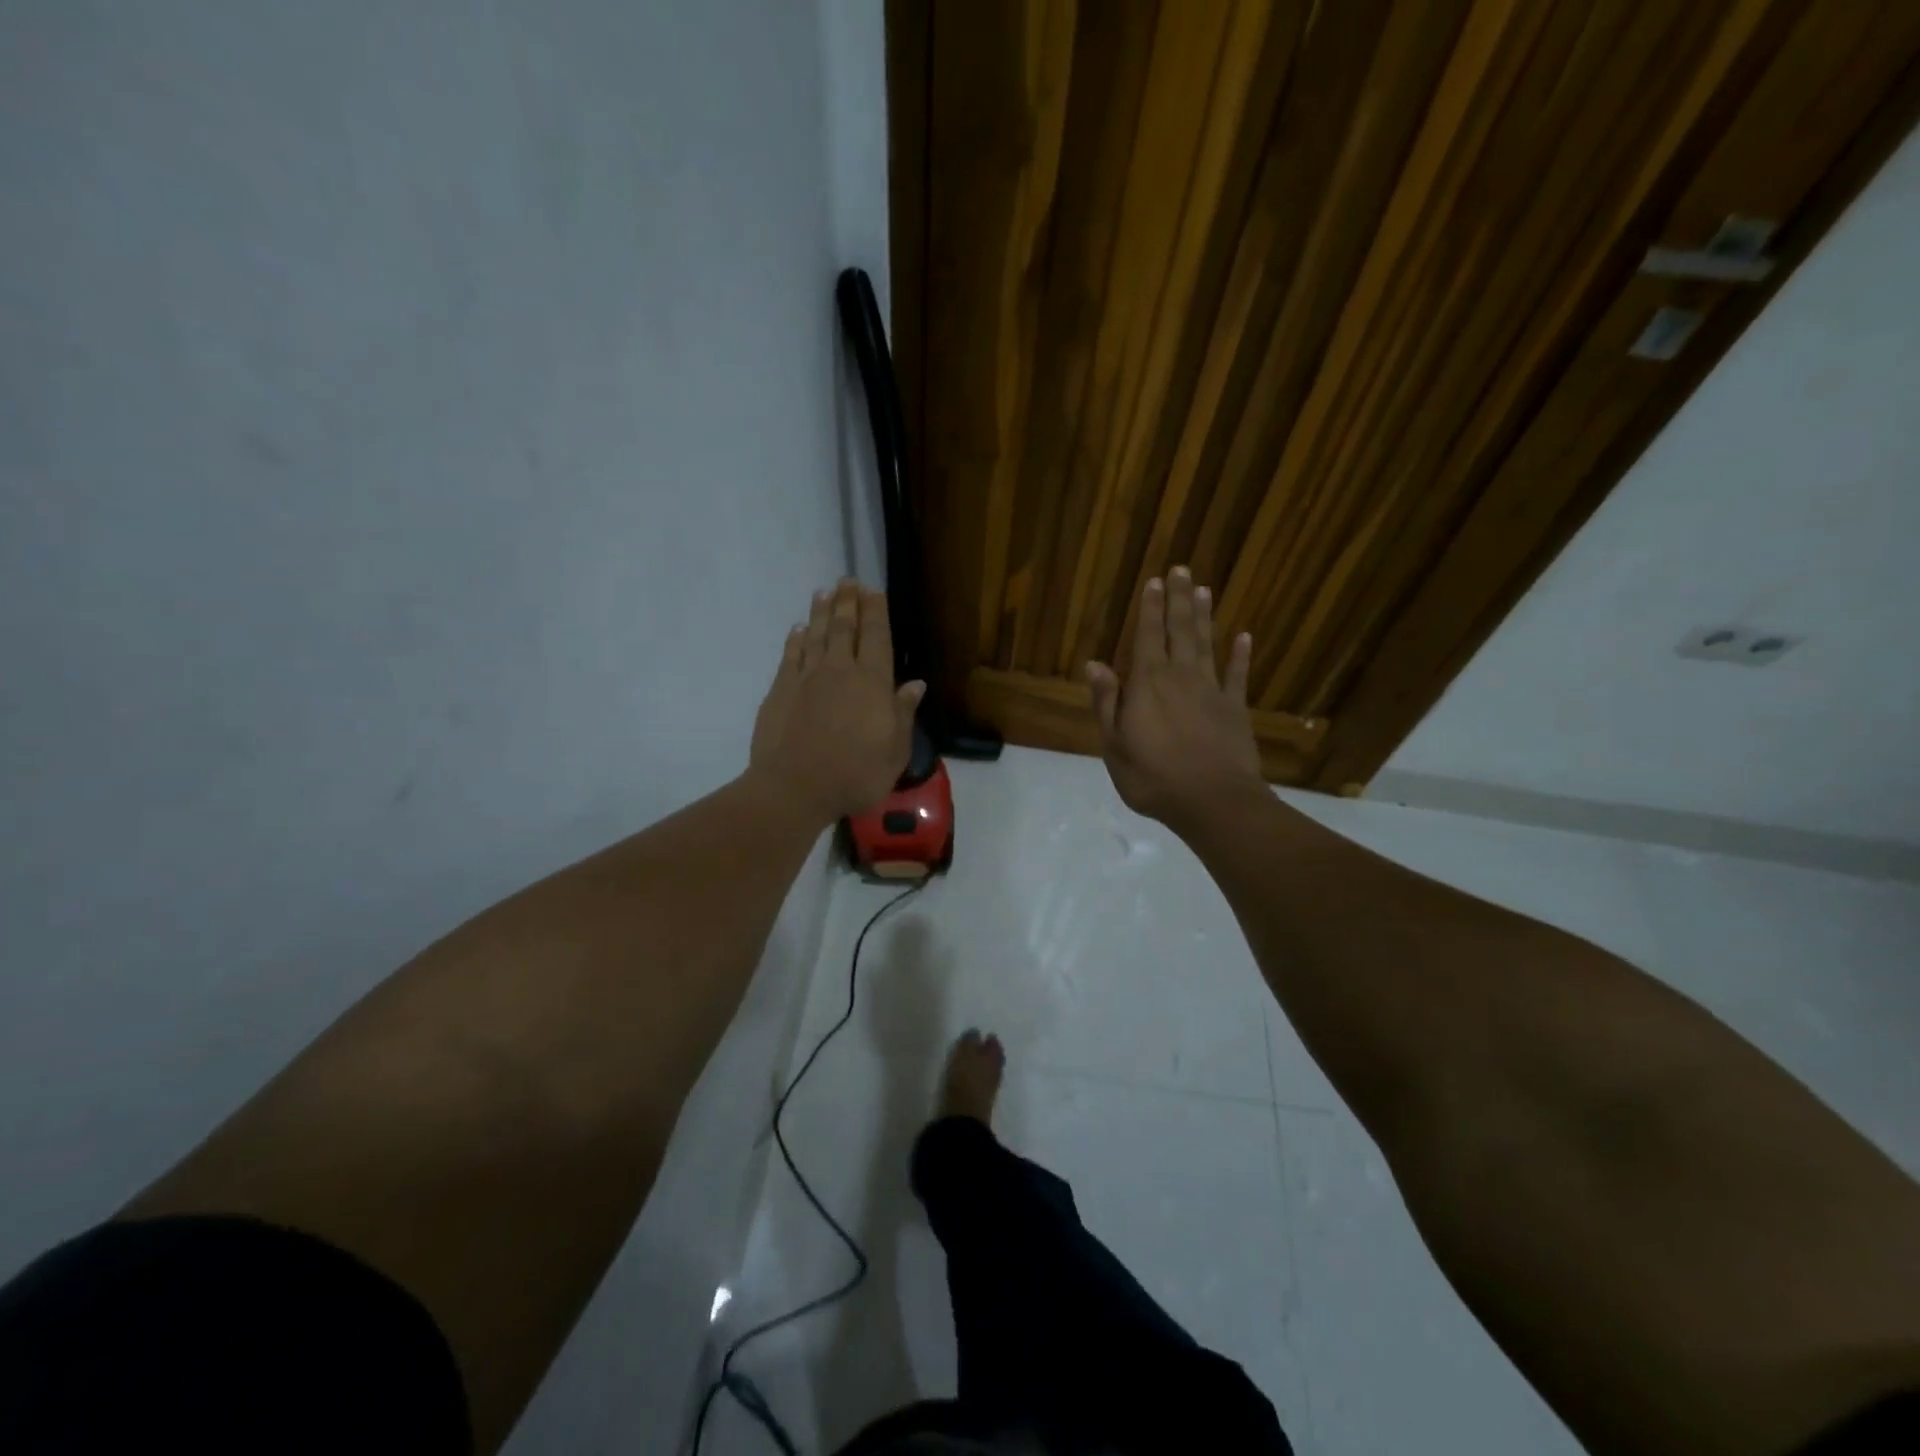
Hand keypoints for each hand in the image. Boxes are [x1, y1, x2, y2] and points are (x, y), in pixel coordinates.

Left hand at [749, 580, 924, 825]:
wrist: (794, 787)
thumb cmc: (855, 774)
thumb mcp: (895, 751)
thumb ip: (904, 714)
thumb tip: (915, 684)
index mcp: (872, 683)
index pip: (877, 637)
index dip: (876, 612)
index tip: (874, 591)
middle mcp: (840, 671)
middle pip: (844, 628)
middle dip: (848, 603)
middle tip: (848, 581)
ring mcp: (806, 678)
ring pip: (816, 635)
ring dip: (821, 612)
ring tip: (825, 592)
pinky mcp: (780, 690)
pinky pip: (791, 656)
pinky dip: (796, 639)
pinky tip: (799, 629)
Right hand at [1086, 567, 1265, 829]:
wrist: (1212, 802)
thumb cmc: (1153, 777)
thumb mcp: (1114, 745)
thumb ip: (1106, 702)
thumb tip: (1095, 664)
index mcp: (1147, 684)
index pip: (1147, 636)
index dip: (1150, 608)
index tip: (1154, 581)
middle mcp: (1180, 677)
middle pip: (1180, 630)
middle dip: (1178, 599)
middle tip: (1181, 569)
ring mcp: (1212, 690)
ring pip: (1207, 644)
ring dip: (1204, 616)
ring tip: (1203, 589)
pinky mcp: (1236, 709)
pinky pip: (1238, 675)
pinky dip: (1241, 655)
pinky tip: (1244, 636)